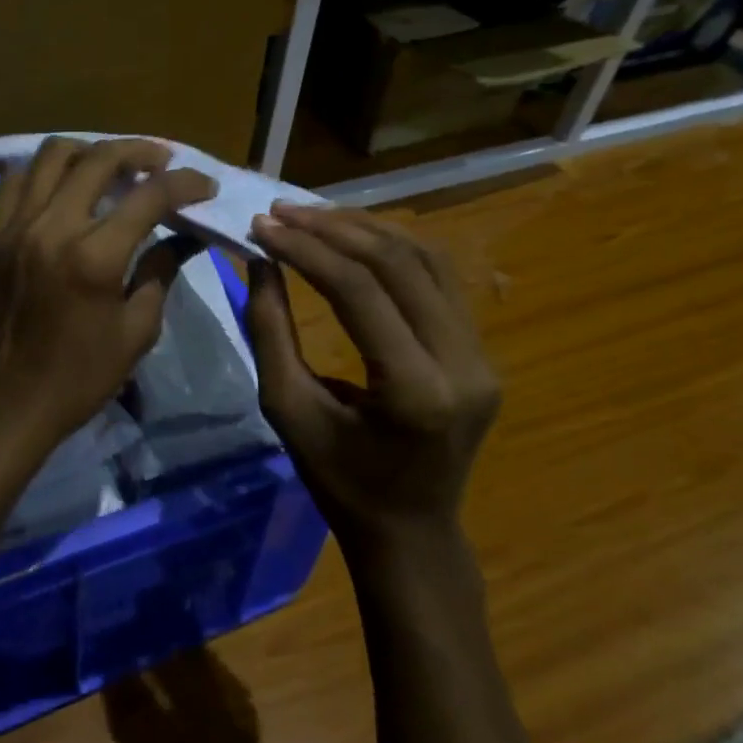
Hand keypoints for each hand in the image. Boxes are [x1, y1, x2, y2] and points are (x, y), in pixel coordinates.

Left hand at [0, 137, 216, 472]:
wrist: (3, 406)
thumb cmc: (78, 379)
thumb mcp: (135, 332)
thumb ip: (161, 272)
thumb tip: (186, 235)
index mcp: (94, 257)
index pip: (149, 196)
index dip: (185, 183)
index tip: (204, 184)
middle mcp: (51, 228)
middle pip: (98, 159)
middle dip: (139, 150)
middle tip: (161, 160)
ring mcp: (12, 227)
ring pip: (50, 155)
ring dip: (89, 151)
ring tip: (110, 164)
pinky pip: (14, 182)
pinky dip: (43, 172)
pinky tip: (61, 186)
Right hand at [246, 204, 499, 558]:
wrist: (411, 530)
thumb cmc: (339, 481)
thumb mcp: (287, 409)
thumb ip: (270, 330)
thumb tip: (260, 260)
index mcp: (416, 391)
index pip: (359, 291)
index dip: (306, 249)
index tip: (263, 226)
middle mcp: (463, 364)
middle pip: (399, 263)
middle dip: (333, 228)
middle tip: (281, 211)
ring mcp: (482, 355)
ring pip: (426, 259)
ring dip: (366, 228)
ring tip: (312, 215)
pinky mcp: (482, 350)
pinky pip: (439, 279)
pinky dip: (393, 248)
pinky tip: (354, 237)